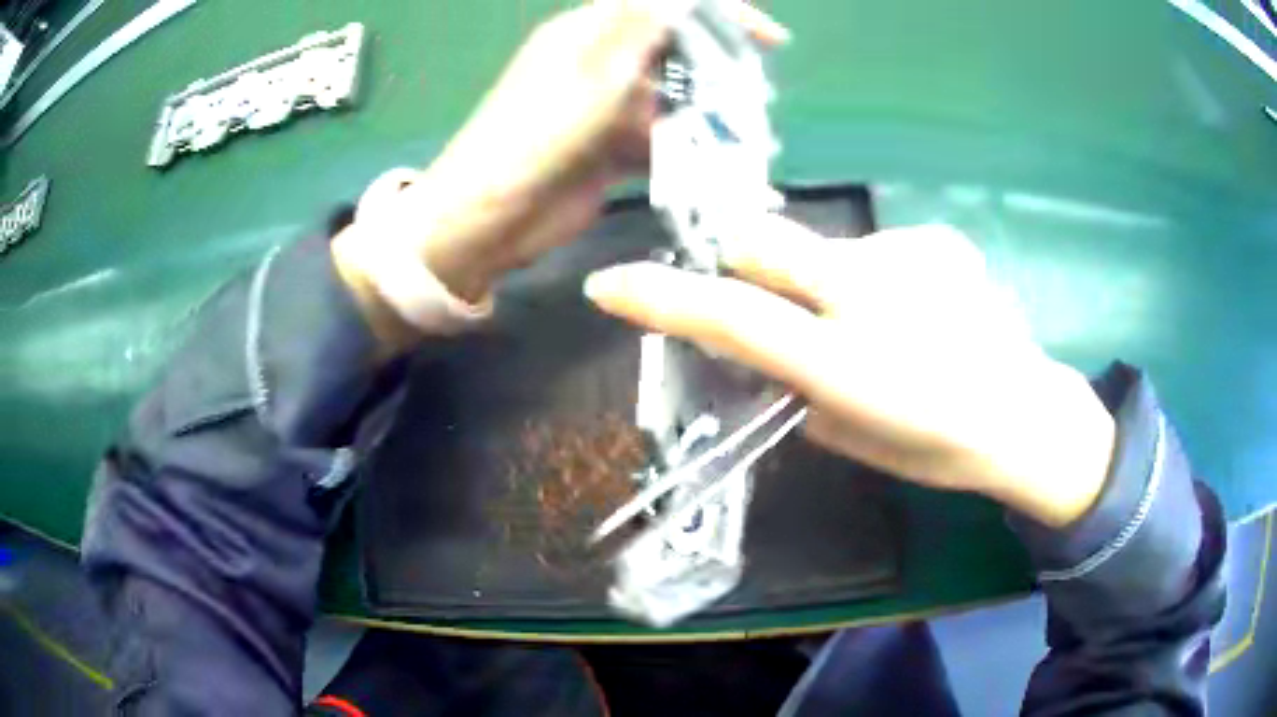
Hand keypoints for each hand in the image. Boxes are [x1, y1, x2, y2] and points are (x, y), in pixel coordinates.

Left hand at [332, 0, 787, 347]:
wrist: (484, 224)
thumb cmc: (527, 145)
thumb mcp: (588, 81)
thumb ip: (637, 31)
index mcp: (588, 36)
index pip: (664, 6)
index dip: (720, 13)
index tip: (769, 39)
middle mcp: (601, 65)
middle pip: (676, 51)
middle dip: (722, 68)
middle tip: (758, 99)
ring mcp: (607, 109)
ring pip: (675, 97)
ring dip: (712, 115)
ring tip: (748, 139)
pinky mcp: (611, 150)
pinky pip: (662, 140)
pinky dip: (691, 152)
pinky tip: (721, 168)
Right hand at [584, 216, 1115, 527]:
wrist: (1026, 413)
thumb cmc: (938, 447)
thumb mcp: (851, 438)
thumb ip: (795, 390)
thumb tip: (764, 355)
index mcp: (846, 363)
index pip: (732, 318)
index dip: (662, 298)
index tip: (607, 285)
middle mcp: (872, 293)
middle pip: (761, 242)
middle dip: (738, 265)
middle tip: (768, 304)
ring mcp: (909, 255)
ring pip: (824, 248)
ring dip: (825, 283)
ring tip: (879, 325)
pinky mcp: (937, 239)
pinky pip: (877, 249)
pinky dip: (877, 278)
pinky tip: (919, 311)